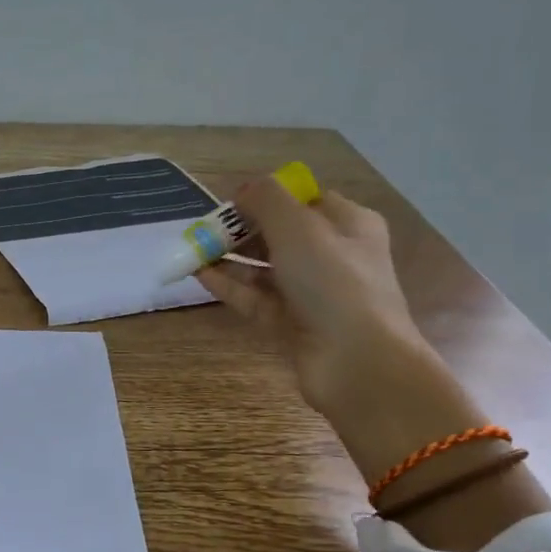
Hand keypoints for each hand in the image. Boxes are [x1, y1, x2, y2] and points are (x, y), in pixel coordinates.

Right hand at [196, 176, 427, 418]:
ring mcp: (312, 293)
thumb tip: (243, 190)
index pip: (304, 201)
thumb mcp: (299, 228)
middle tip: (206, 231)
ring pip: (265, 268)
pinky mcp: (292, 323)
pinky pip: (255, 298)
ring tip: (194, 252)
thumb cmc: (333, 283)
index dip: (268, 198)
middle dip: (242, 230)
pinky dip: (230, 286)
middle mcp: (333, 256)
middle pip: (280, 234)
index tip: (232, 203)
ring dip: (231, 258)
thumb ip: (266, 201)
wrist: (356, 361)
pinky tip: (200, 276)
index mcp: (348, 224)